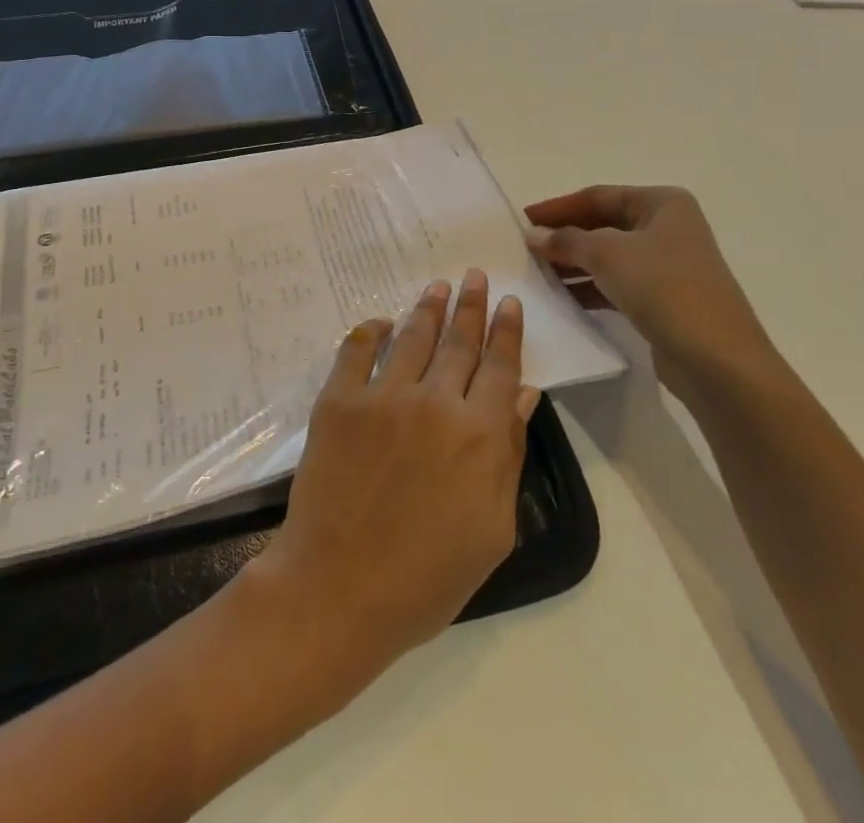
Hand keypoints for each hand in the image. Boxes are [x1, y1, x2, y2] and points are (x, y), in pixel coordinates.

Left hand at [241, 270, 538, 700]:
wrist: (339, 589)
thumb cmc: (427, 576)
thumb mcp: (492, 529)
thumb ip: (509, 455)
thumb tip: (525, 396)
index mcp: (479, 434)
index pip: (500, 366)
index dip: (507, 331)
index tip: (511, 303)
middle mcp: (435, 401)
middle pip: (459, 341)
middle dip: (471, 305)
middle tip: (474, 275)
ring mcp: (382, 396)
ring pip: (413, 336)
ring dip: (428, 307)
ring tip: (438, 286)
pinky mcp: (338, 400)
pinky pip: (356, 350)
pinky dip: (370, 330)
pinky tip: (381, 320)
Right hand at [524, 186, 785, 412]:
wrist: (718, 360)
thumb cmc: (665, 288)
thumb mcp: (608, 255)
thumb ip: (567, 240)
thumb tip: (534, 235)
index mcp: (662, 204)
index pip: (597, 196)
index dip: (557, 207)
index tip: (521, 219)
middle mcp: (667, 228)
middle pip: (603, 224)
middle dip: (564, 236)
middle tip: (525, 248)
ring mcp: (668, 265)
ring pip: (608, 256)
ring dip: (573, 264)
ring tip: (536, 273)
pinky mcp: (664, 299)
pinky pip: (617, 284)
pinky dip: (589, 288)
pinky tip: (562, 298)